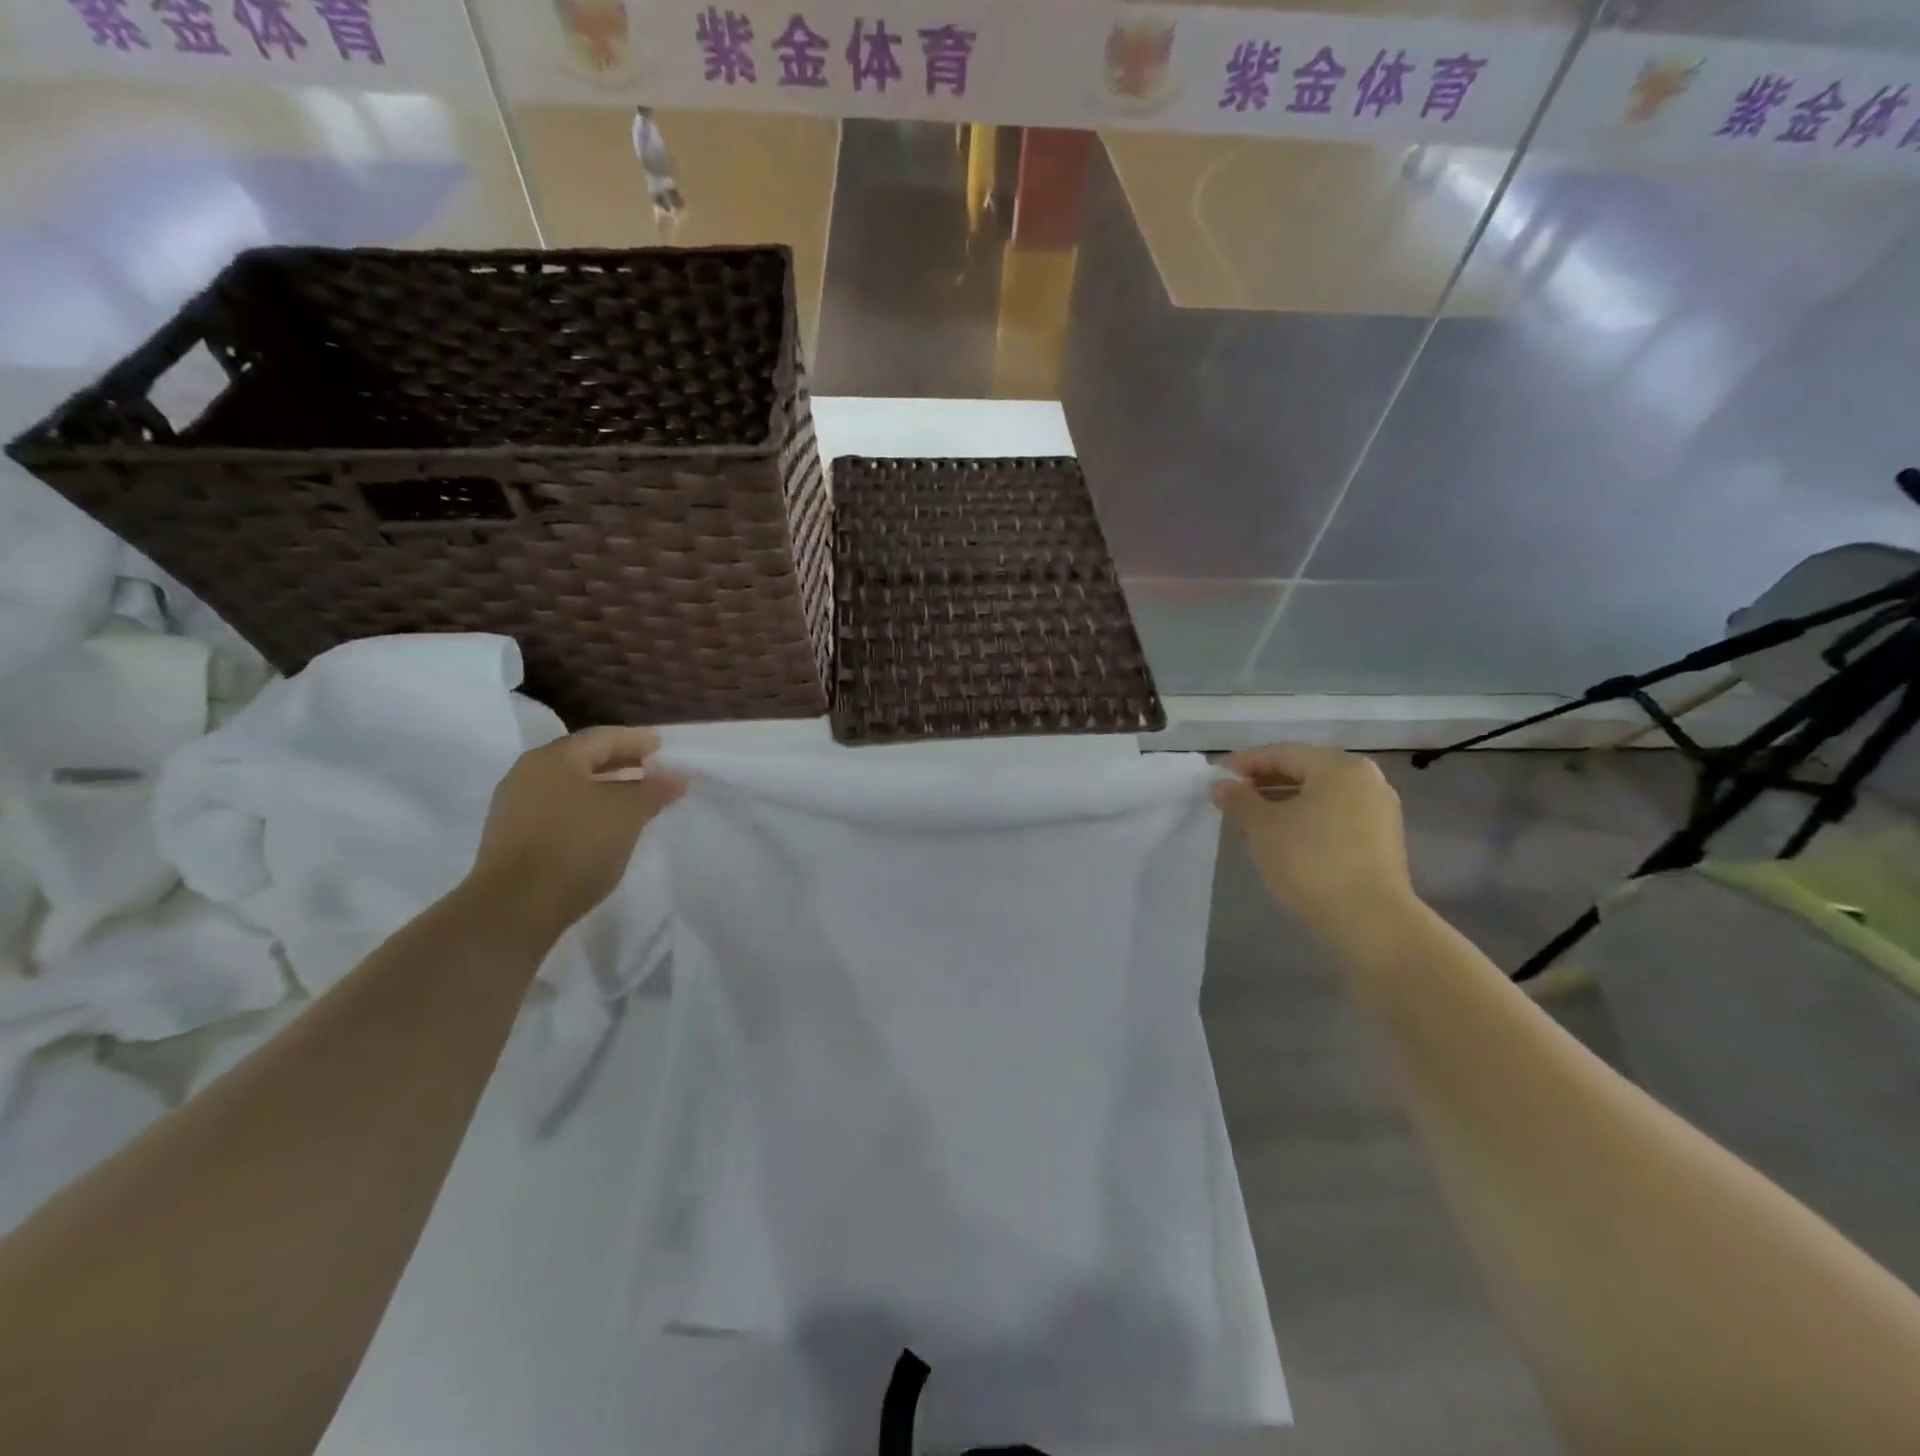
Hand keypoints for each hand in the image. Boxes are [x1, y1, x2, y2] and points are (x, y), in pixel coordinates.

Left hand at [468, 727, 686, 934]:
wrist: (515, 906)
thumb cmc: (577, 846)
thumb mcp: (627, 814)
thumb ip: (654, 790)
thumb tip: (676, 777)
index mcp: (555, 758)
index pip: (602, 738)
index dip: (636, 740)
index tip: (662, 748)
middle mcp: (529, 773)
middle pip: (583, 758)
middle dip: (620, 762)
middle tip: (651, 771)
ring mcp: (515, 805)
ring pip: (569, 784)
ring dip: (603, 787)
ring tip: (633, 800)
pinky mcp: (511, 835)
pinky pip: (556, 807)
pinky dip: (585, 807)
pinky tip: (603, 825)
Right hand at [1213, 744, 1413, 934]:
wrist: (1369, 921)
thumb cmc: (1310, 861)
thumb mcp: (1262, 827)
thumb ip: (1239, 800)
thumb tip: (1222, 786)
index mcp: (1339, 768)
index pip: (1283, 754)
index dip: (1246, 762)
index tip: (1217, 775)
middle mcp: (1366, 781)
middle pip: (1304, 773)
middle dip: (1264, 784)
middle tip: (1231, 799)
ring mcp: (1378, 812)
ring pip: (1319, 798)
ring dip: (1282, 805)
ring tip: (1249, 824)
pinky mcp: (1381, 843)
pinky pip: (1334, 819)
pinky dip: (1305, 822)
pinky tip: (1280, 842)